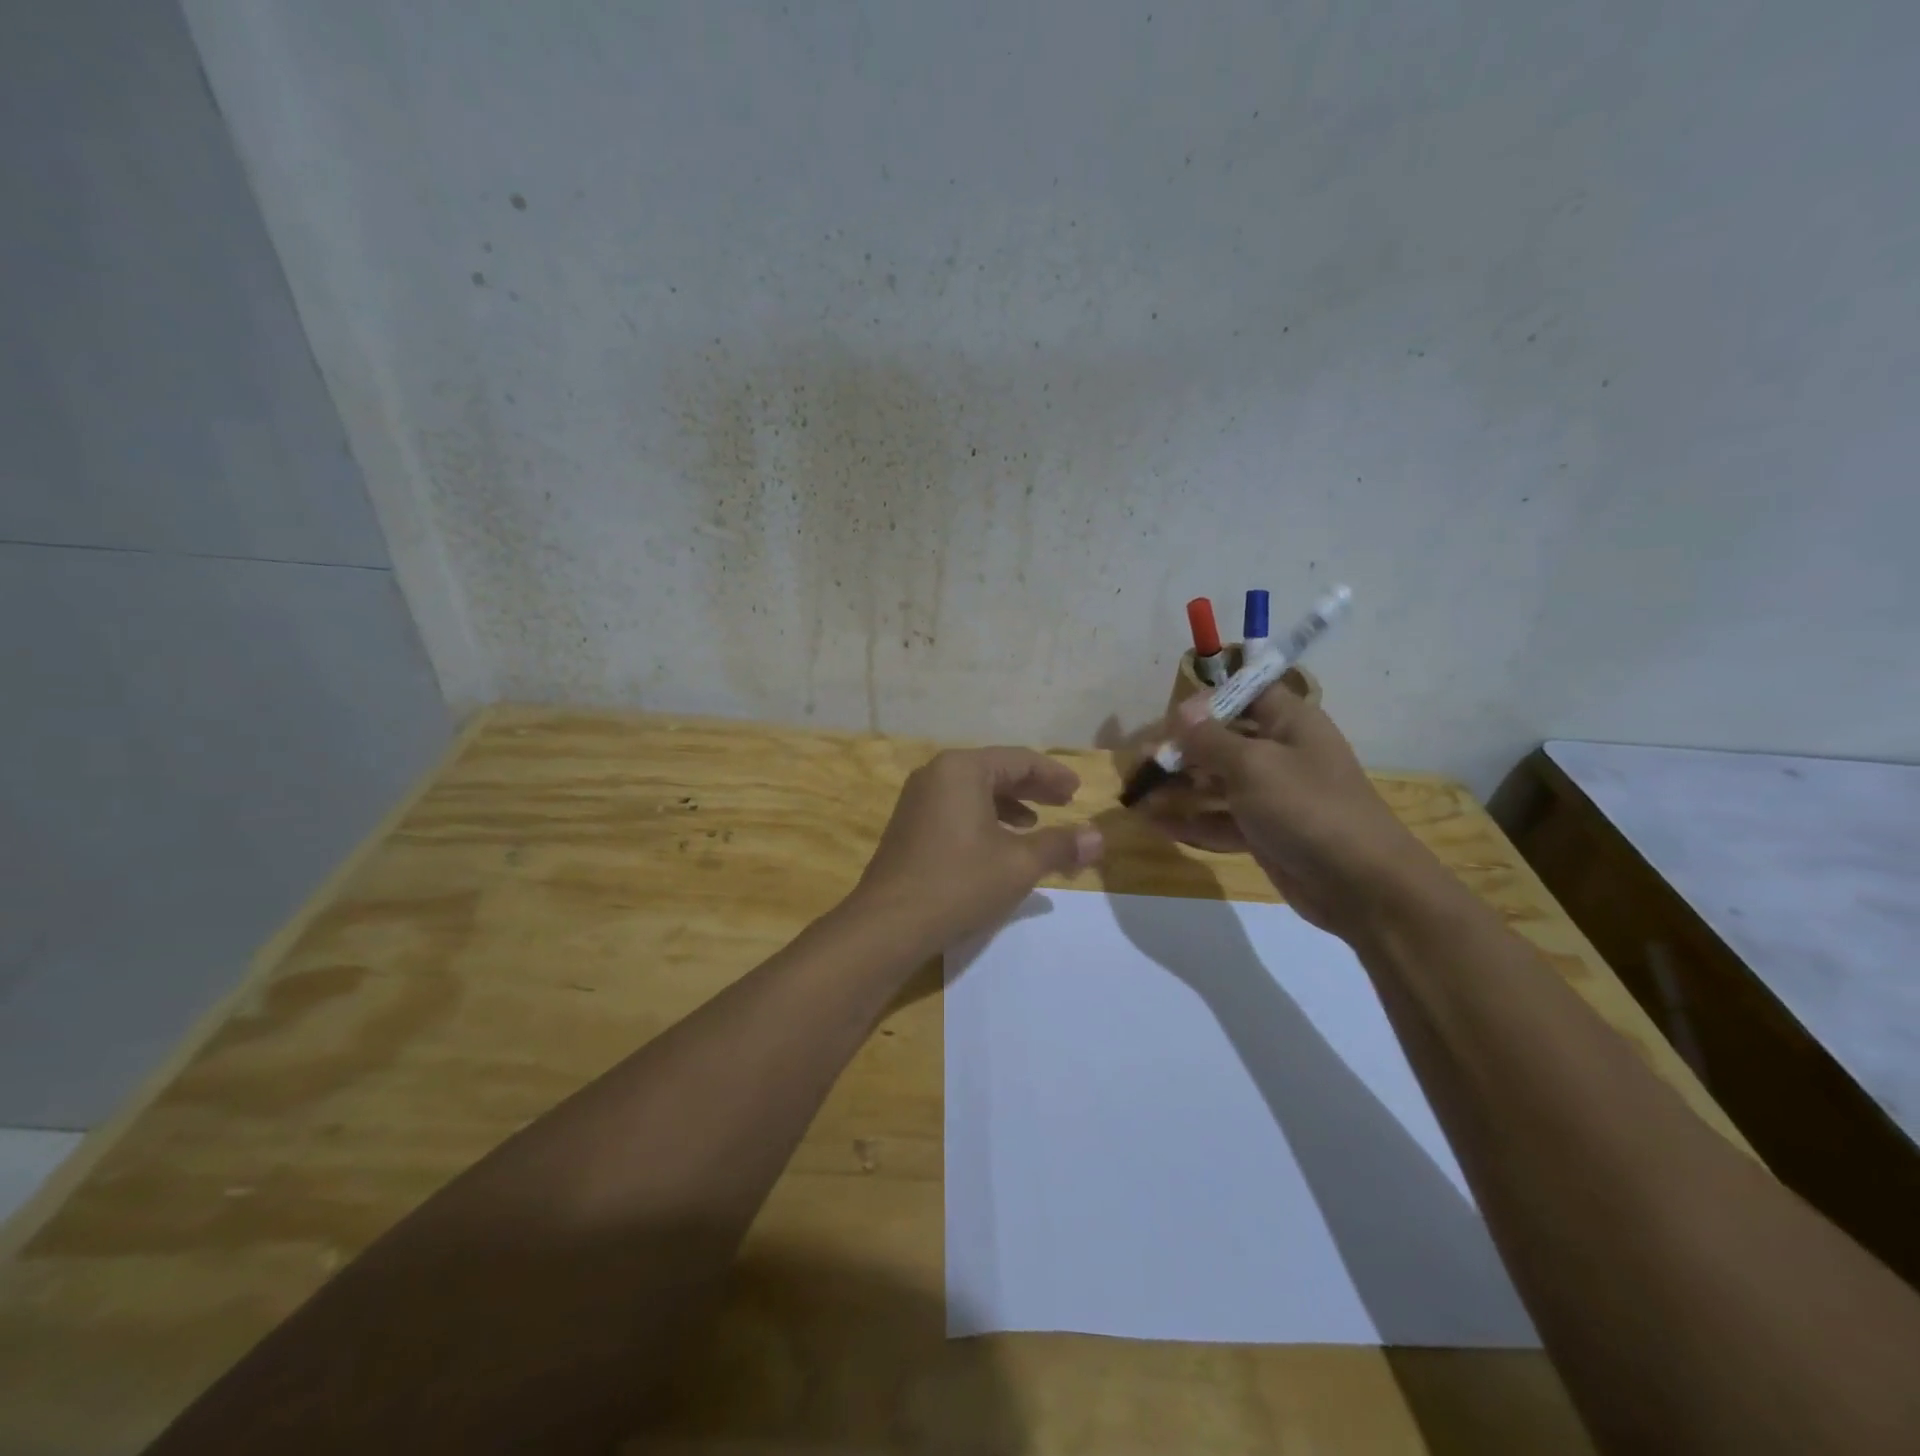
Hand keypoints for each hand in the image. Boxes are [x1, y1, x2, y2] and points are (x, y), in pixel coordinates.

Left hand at [849, 748, 1104, 951]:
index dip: (1053, 774)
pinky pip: (956, 809)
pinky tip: (998, 844)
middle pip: (995, 771)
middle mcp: (936, 774)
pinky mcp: (909, 825)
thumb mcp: (1019, 864)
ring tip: (1036, 824)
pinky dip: (984, 819)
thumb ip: (1060, 845)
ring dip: (1009, 805)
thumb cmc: (959, 883)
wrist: (888, 924)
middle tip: (1065, 802)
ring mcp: (917, 799)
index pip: (1019, 760)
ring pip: (974, 791)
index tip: (1078, 791)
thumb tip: (1099, 837)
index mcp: (962, 769)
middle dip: (1033, 788)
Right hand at [1142, 687, 1436, 937]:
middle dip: (1180, 750)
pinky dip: (1191, 820)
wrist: (1362, 885)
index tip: (1168, 719)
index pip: (1244, 693)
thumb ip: (1210, 738)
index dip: (1206, 700)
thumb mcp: (1253, 765)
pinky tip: (1157, 825)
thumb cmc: (1308, 808)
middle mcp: (1279, 752)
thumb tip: (1182, 709)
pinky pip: (1220, 818)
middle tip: (1140, 765)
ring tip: (1137, 798)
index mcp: (1288, 722)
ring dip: (1178, 787)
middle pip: (1221, 740)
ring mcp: (1271, 795)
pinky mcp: (1264, 831)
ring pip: (1215, 781)